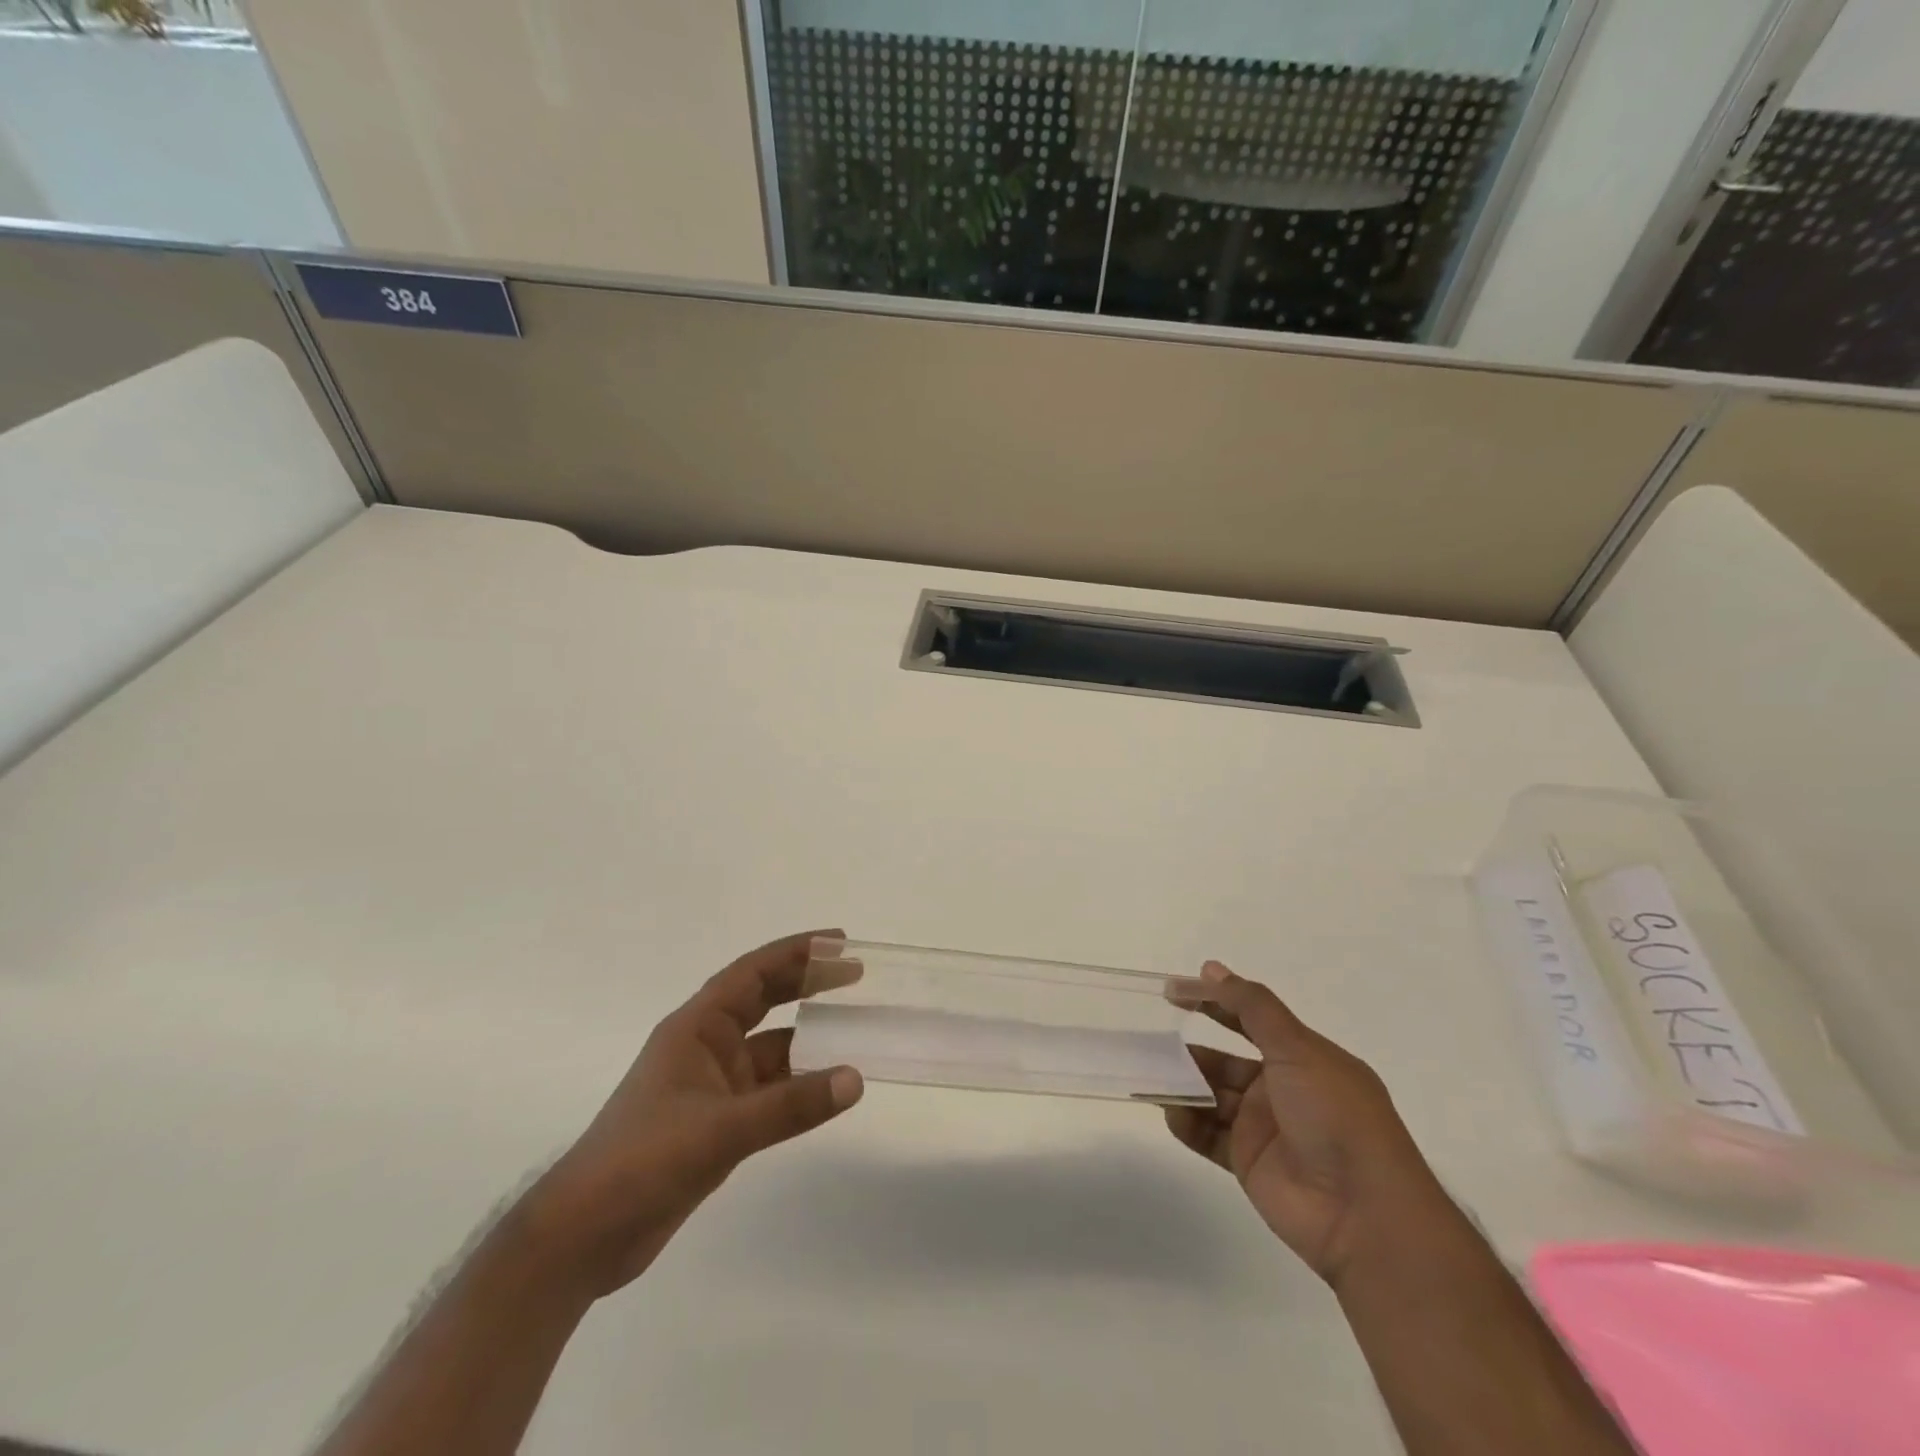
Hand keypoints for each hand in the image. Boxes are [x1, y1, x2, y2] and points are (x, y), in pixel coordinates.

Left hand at [526, 931, 863, 1298]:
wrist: (584, 1236)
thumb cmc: (642, 1161)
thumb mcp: (720, 1130)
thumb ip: (790, 1106)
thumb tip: (855, 1079)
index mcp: (695, 1029)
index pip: (752, 974)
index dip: (795, 952)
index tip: (838, 941)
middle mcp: (705, 1047)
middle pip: (763, 1000)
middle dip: (806, 983)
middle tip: (854, 972)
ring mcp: (710, 1086)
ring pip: (770, 1048)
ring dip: (807, 1037)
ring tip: (854, 1029)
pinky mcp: (716, 1123)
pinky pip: (769, 1089)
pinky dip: (798, 1084)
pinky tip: (827, 1088)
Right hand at [1167, 961, 1451, 1288]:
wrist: (1363, 1214)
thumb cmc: (1336, 1116)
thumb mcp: (1297, 1048)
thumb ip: (1252, 1007)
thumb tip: (1211, 969)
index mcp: (1303, 1057)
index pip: (1250, 1019)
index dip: (1213, 1002)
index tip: (1173, 991)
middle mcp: (1282, 1089)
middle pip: (1225, 1062)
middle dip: (1192, 1051)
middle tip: (1152, 1041)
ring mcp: (1264, 1127)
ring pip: (1213, 1097)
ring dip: (1185, 1086)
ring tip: (1154, 1076)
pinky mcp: (1248, 1163)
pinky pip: (1208, 1136)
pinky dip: (1187, 1123)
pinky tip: (1171, 1113)